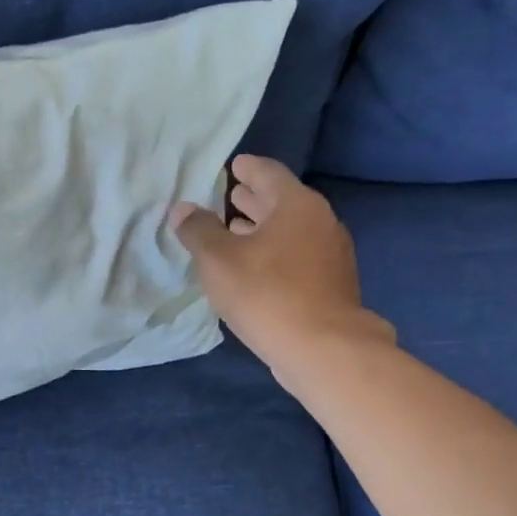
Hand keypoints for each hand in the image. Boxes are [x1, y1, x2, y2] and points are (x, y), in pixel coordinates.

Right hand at [172, 156, 393, 379]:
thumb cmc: (267, 293)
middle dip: (254, 199)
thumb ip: (198, 230)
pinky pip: (298, 256)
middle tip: (229, 197)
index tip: (233, 166)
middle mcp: (320, 221)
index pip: (268, 172)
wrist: (324, 349)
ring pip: (291, 231)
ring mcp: (332, 254)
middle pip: (282, 201)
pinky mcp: (332, 284)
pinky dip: (276, 253)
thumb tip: (183, 209)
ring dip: (263, 229)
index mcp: (296, 205)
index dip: (247, 168)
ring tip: (235, 232)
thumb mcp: (218, 260)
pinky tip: (256, 269)